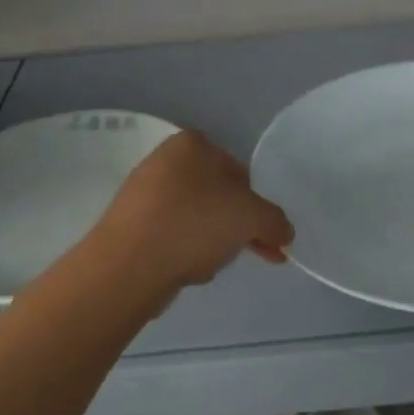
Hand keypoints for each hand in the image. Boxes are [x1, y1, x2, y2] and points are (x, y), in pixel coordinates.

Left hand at [90, 129, 294, 290]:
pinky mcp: (130, 226)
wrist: (129, 265)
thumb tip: (284, 232)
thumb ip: (275, 220)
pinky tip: (188, 270)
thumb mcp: (251, 217)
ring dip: (213, 242)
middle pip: (218, 197)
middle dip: (238, 227)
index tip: (267, 235)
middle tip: (254, 253)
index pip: (240, 172)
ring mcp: (143, 194)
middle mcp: (164, 160)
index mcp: (192, 144)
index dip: (258, 205)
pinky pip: (172, 237)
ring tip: (212, 265)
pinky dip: (186, 252)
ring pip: (197, 219)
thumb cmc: (195, 224)